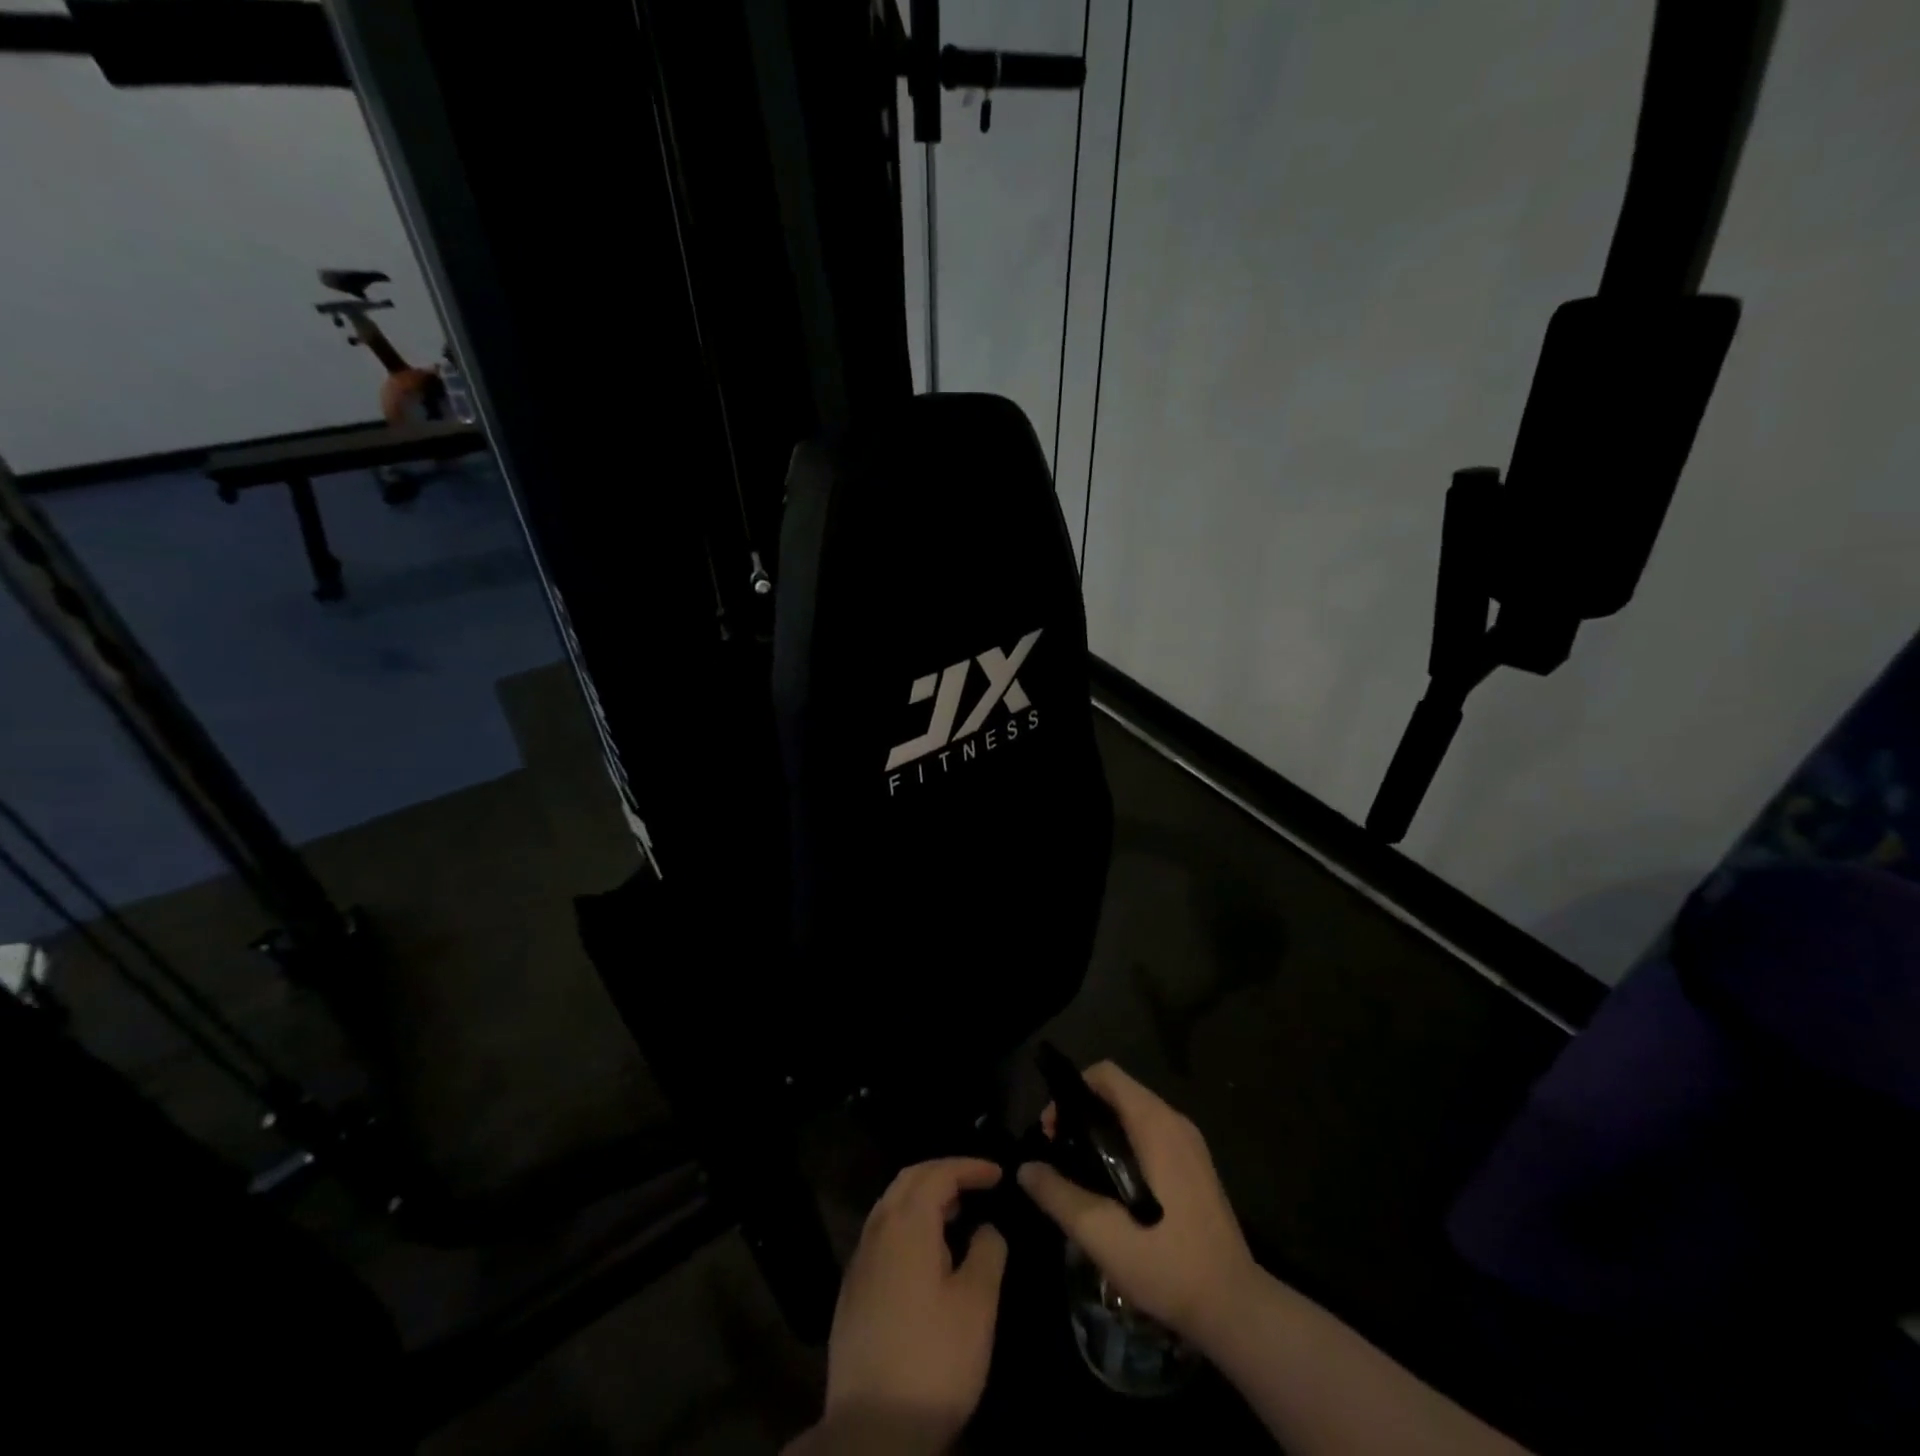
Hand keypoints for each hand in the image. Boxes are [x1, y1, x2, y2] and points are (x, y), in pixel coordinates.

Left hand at [818, 1158, 1008, 1452]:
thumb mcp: (977, 1304)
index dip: (970, 1167)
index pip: (938, 1173)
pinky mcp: (852, 1292)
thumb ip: (987, 1252)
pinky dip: (907, 1225)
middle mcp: (877, 1231)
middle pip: (909, 1180)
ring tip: (955, 1214)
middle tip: (975, 1184)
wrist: (872, 1431)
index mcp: (907, 1224)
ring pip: (891, 1206)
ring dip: (923, 1198)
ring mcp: (860, 1262)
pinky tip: (926, 1255)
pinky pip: (882, 1235)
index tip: (998, 1174)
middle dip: (943, 1173)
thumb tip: (986, 1228)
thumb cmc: (934, 1359)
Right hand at [1018, 1061, 1256, 1351]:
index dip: (1071, 1092)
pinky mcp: (1196, 1167)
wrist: (1236, 1309)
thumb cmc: (1167, 1263)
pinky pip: (1151, 1136)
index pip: (1105, 1074)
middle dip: (1082, 1115)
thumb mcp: (1101, 1234)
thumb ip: (1058, 1195)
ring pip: (1134, 1115)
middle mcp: (1175, 1121)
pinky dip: (1125, 1146)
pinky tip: (1114, 1190)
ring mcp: (1190, 1144)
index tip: (1052, 1131)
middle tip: (1060, 1155)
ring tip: (1081, 1174)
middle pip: (1117, 1093)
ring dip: (1103, 1132)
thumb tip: (1025, 1169)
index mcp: (1155, 1123)